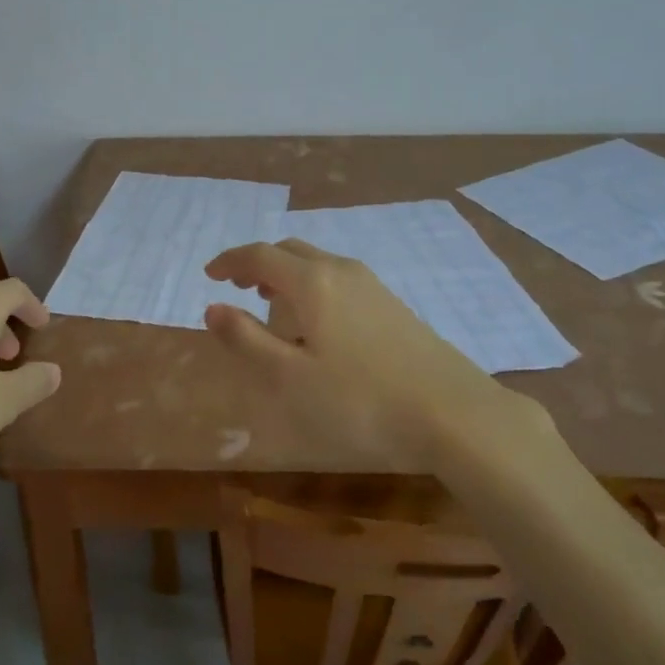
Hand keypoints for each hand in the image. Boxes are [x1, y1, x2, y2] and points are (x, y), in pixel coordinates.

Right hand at [203, 240, 548, 454]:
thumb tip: (212, 308)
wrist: (455, 413)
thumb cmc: (361, 400)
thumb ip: (247, 340)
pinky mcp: (392, 304)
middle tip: (238, 286)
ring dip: (287, 274)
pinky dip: (312, 285)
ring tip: (272, 305)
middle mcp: (341, 270)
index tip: (209, 274)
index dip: (230, 260)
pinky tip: (318, 323)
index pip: (260, 255)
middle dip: (258, 264)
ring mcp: (372, 284)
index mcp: (312, 282)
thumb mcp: (291, 379)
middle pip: (290, 251)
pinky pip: (338, 278)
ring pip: (317, 263)